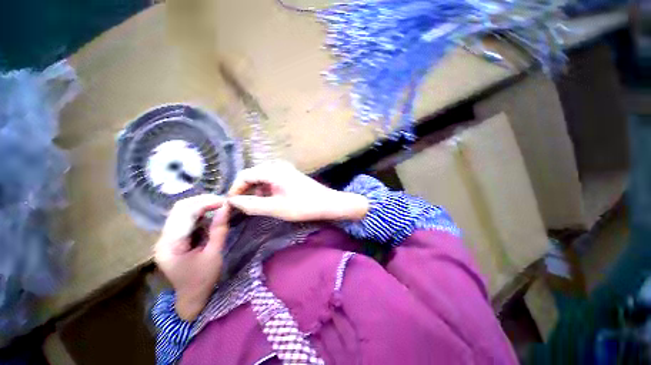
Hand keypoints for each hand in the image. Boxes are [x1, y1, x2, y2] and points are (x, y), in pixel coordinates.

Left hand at [154, 194, 229, 320]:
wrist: (191, 297)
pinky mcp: (173, 238)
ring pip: (182, 211)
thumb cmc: (203, 279)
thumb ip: (219, 229)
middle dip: (203, 201)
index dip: (205, 203)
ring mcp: (166, 238)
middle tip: (223, 202)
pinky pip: (185, 219)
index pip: (184, 213)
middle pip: (180, 209)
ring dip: (202, 206)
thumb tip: (226, 207)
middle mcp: (163, 238)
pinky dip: (200, 213)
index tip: (225, 202)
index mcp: (170, 245)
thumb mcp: (214, 254)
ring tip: (220, 207)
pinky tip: (211, 215)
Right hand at [227, 161, 368, 221]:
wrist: (327, 203)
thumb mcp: (276, 208)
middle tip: (242, 207)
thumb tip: (232, 202)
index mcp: (273, 170)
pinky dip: (266, 190)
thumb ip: (252, 205)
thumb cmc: (303, 206)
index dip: (235, 189)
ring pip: (262, 178)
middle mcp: (277, 166)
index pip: (245, 175)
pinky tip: (269, 201)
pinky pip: (272, 180)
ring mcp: (285, 170)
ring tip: (255, 206)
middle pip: (253, 175)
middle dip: (245, 191)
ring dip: (256, 191)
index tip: (231, 204)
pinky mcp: (290, 175)